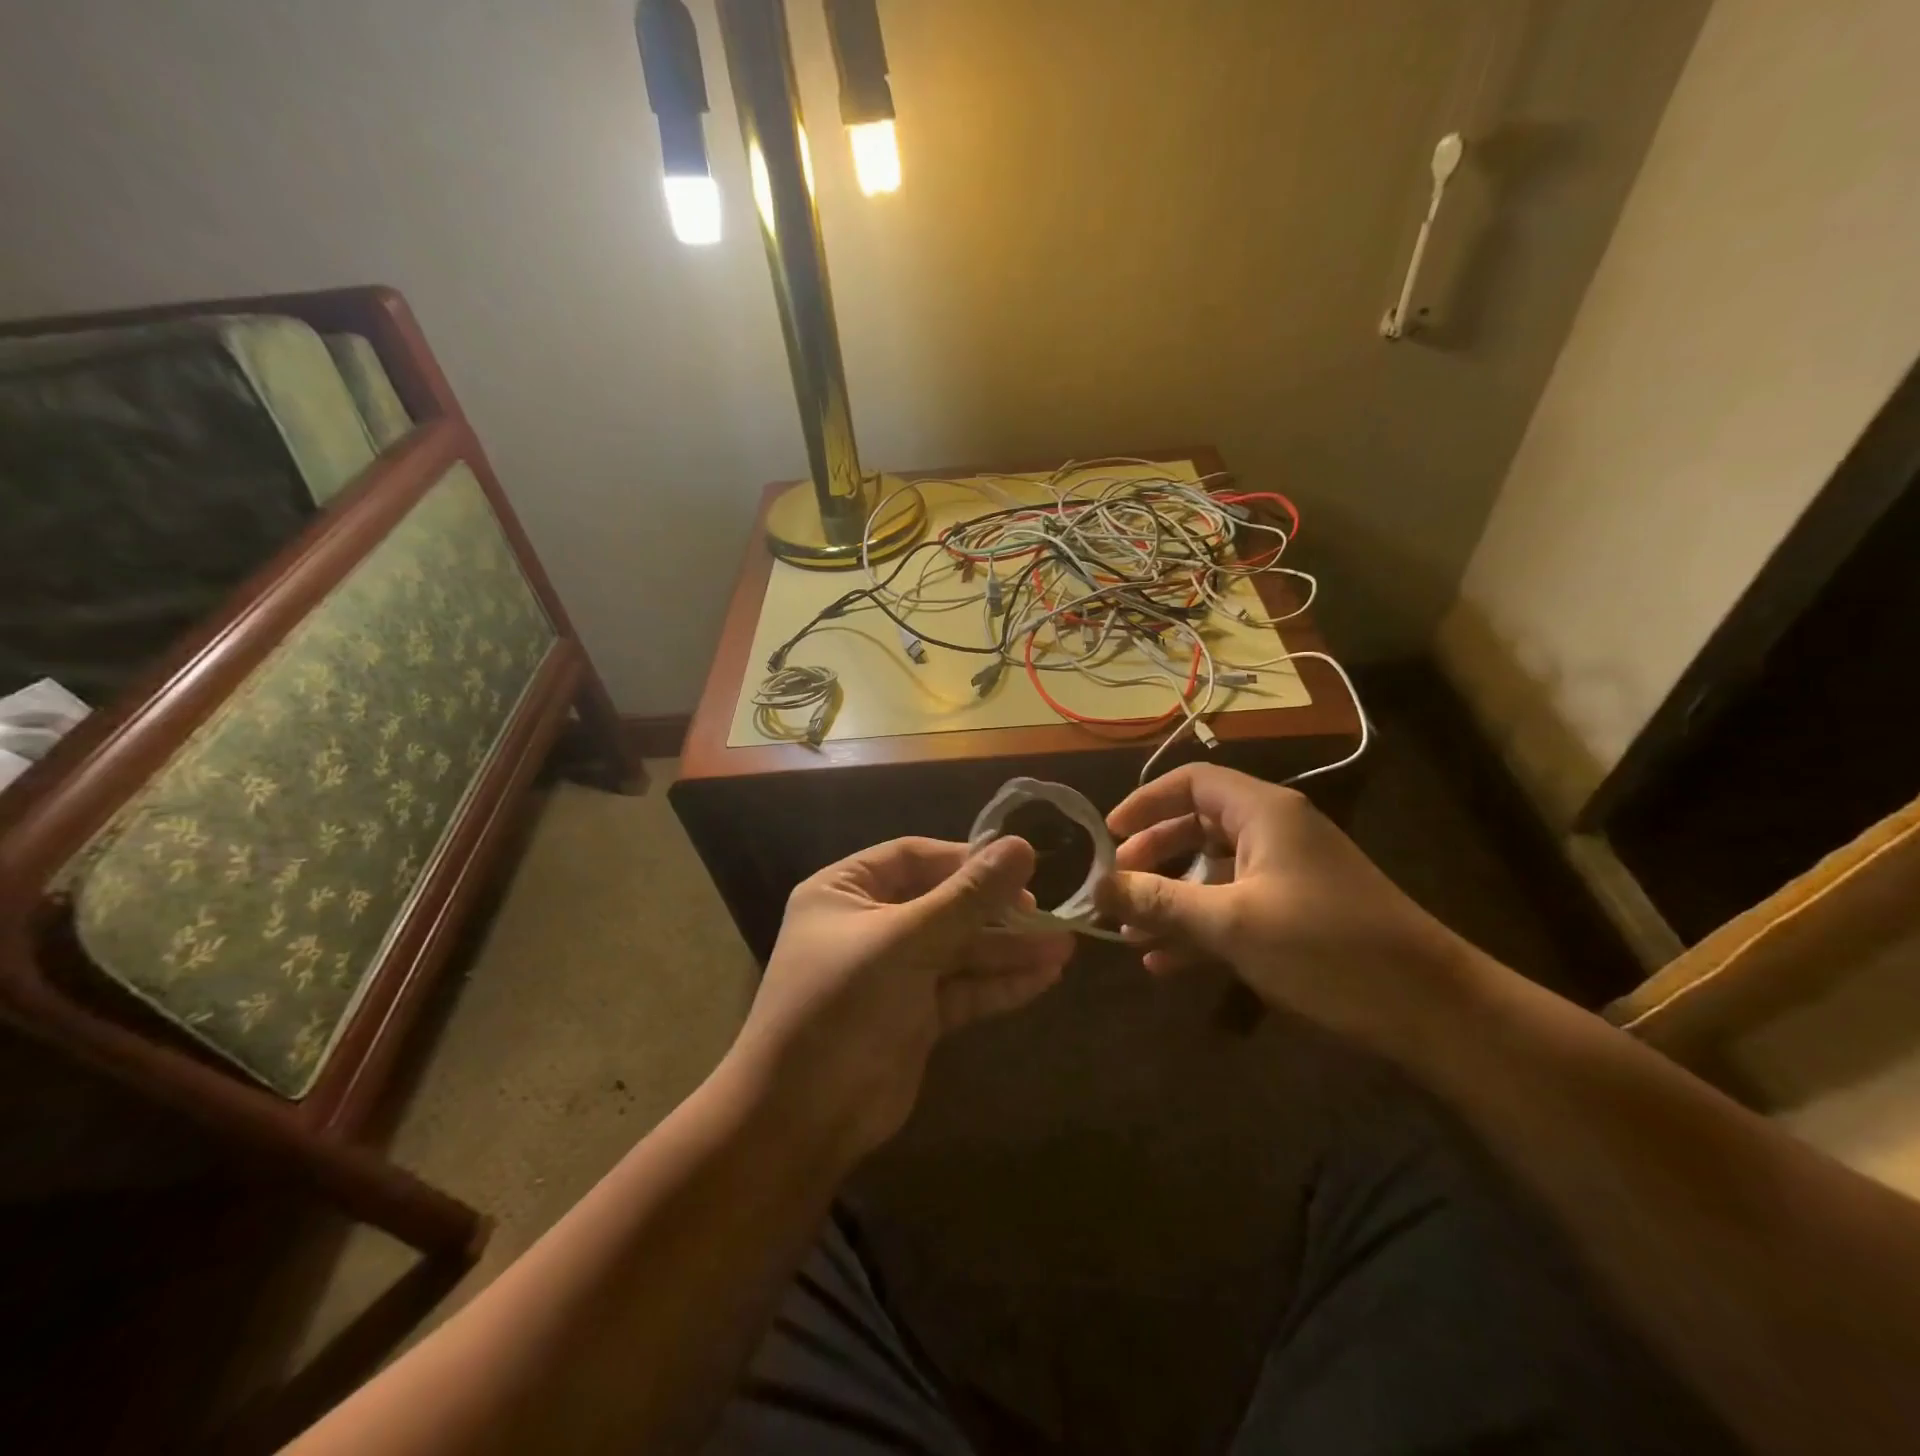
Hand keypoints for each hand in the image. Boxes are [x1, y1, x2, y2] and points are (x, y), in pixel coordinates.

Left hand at [729, 836, 1073, 1164]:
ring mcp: (894, 973)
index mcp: (846, 891)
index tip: (1019, 864)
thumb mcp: (906, 941)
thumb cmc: (843, 1006)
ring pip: (958, 950)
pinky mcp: (915, 1016)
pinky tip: (1045, 976)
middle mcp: (869, 925)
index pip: (914, 857)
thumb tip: (1022, 845)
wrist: (802, 1119)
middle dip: (995, 910)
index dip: (966, 859)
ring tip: (1064, 946)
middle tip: (1046, 911)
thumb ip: (967, 897)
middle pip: (942, 904)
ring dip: (1007, 949)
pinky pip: (962, 988)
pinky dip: (999, 983)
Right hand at [1095, 764, 1482, 1049]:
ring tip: (1130, 932)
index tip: (1108, 835)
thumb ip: (1160, 901)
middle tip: (1117, 887)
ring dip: (1171, 899)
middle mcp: (1275, 832)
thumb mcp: (1231, 923)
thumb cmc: (1326, 948)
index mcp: (1264, 813)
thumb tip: (1099, 887)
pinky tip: (1165, 963)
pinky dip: (1200, 927)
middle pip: (1198, 826)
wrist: (1432, 1011)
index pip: (1192, 783)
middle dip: (1153, 856)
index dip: (1145, 802)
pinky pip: (1235, 907)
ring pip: (1213, 872)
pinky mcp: (1298, 913)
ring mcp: (1288, 874)